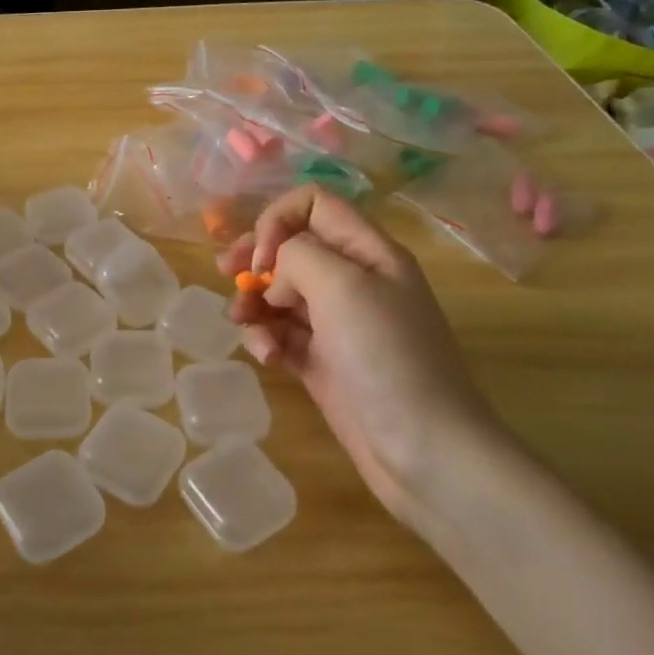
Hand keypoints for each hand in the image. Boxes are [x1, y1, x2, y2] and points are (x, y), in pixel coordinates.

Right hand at [219, 186, 513, 529]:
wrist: (426, 450)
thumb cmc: (387, 356)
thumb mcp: (343, 285)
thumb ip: (298, 254)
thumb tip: (276, 272)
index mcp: (368, 251)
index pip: (314, 204)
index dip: (278, 219)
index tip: (262, 257)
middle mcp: (353, 279)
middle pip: (291, 246)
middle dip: (254, 257)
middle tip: (227, 274)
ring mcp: (338, 323)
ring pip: (280, 291)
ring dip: (253, 301)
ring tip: (243, 323)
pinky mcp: (323, 361)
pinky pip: (281, 333)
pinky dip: (266, 338)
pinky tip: (268, 358)